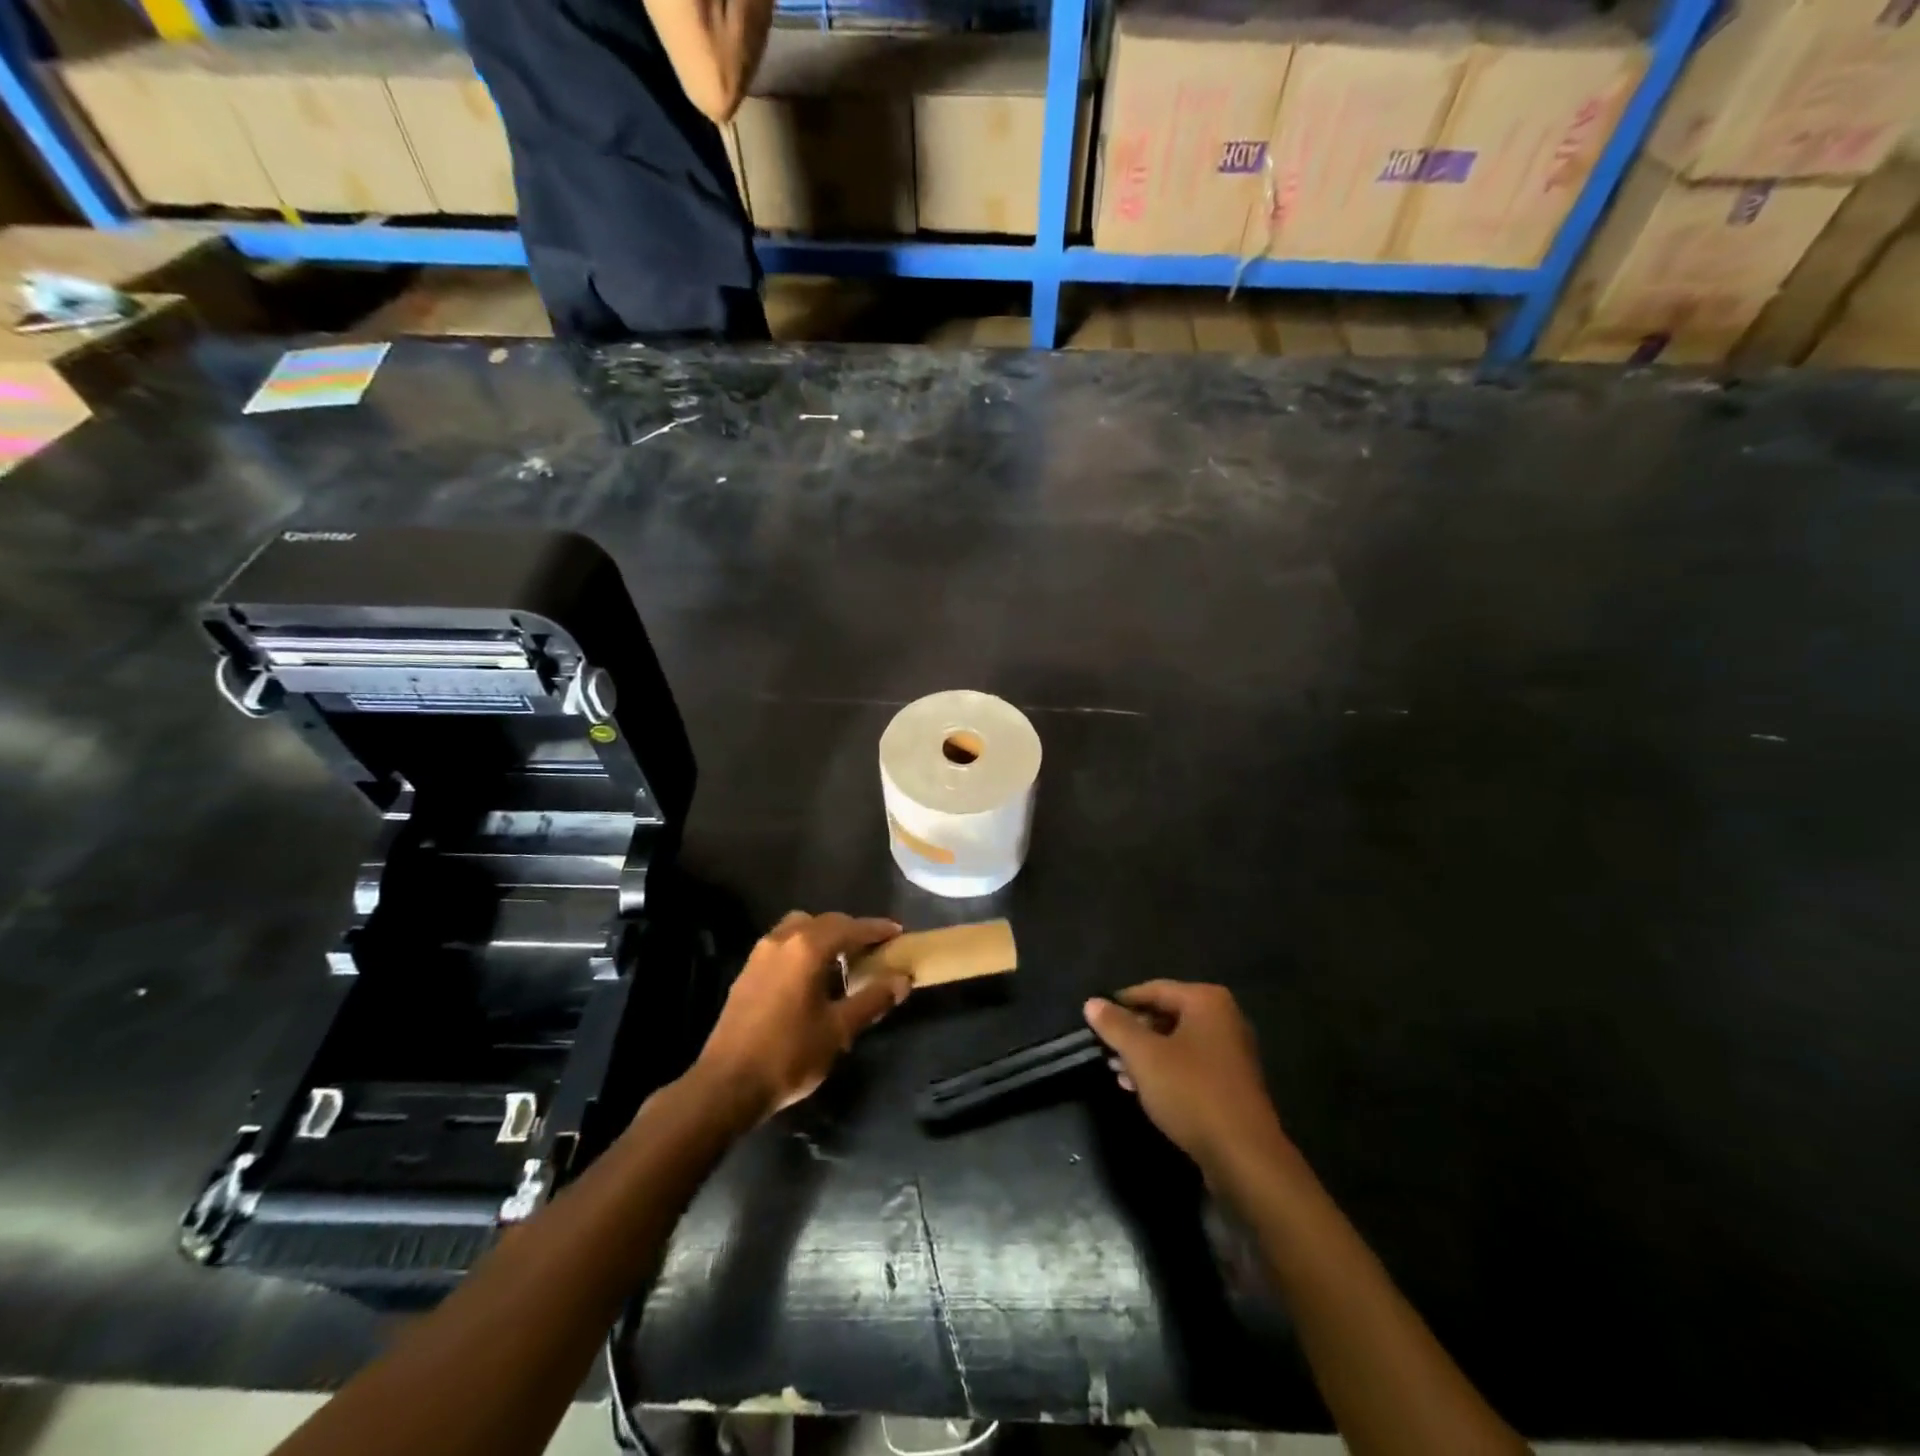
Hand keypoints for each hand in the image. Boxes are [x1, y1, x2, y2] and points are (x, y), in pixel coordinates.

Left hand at [691, 911, 910, 1125]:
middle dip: (851, 930)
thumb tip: (902, 980)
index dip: (877, 929)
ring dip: (824, 936)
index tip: (898, 933)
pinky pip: (784, 944)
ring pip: (800, 929)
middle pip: (825, 922)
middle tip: (875, 947)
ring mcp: (760, 954)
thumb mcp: (838, 1029)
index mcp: (808, 947)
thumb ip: (873, 999)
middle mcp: (783, 939)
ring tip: (843, 961)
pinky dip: (804, 948)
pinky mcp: (747, 972)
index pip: (851, 927)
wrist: (726, 1085)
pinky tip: (812, 977)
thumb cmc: (789, 1054)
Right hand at [1084, 981, 1289, 1178]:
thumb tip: (1092, 1002)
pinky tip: (1140, 1089)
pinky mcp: (1231, 1084)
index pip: (1154, 989)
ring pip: (1176, 1043)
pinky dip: (1165, 1072)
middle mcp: (1224, 1019)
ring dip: (1145, 1055)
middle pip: (1166, 1015)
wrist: (1244, 1156)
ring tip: (1117, 1071)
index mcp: (1207, 1002)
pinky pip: (1190, 1066)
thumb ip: (1116, 1026)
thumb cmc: (1191, 1092)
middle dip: (1133, 1033)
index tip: (1095, 1019)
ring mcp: (1231, 1053)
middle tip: (1105, 1049)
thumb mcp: (1144, 1056)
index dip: (1121, 1003)